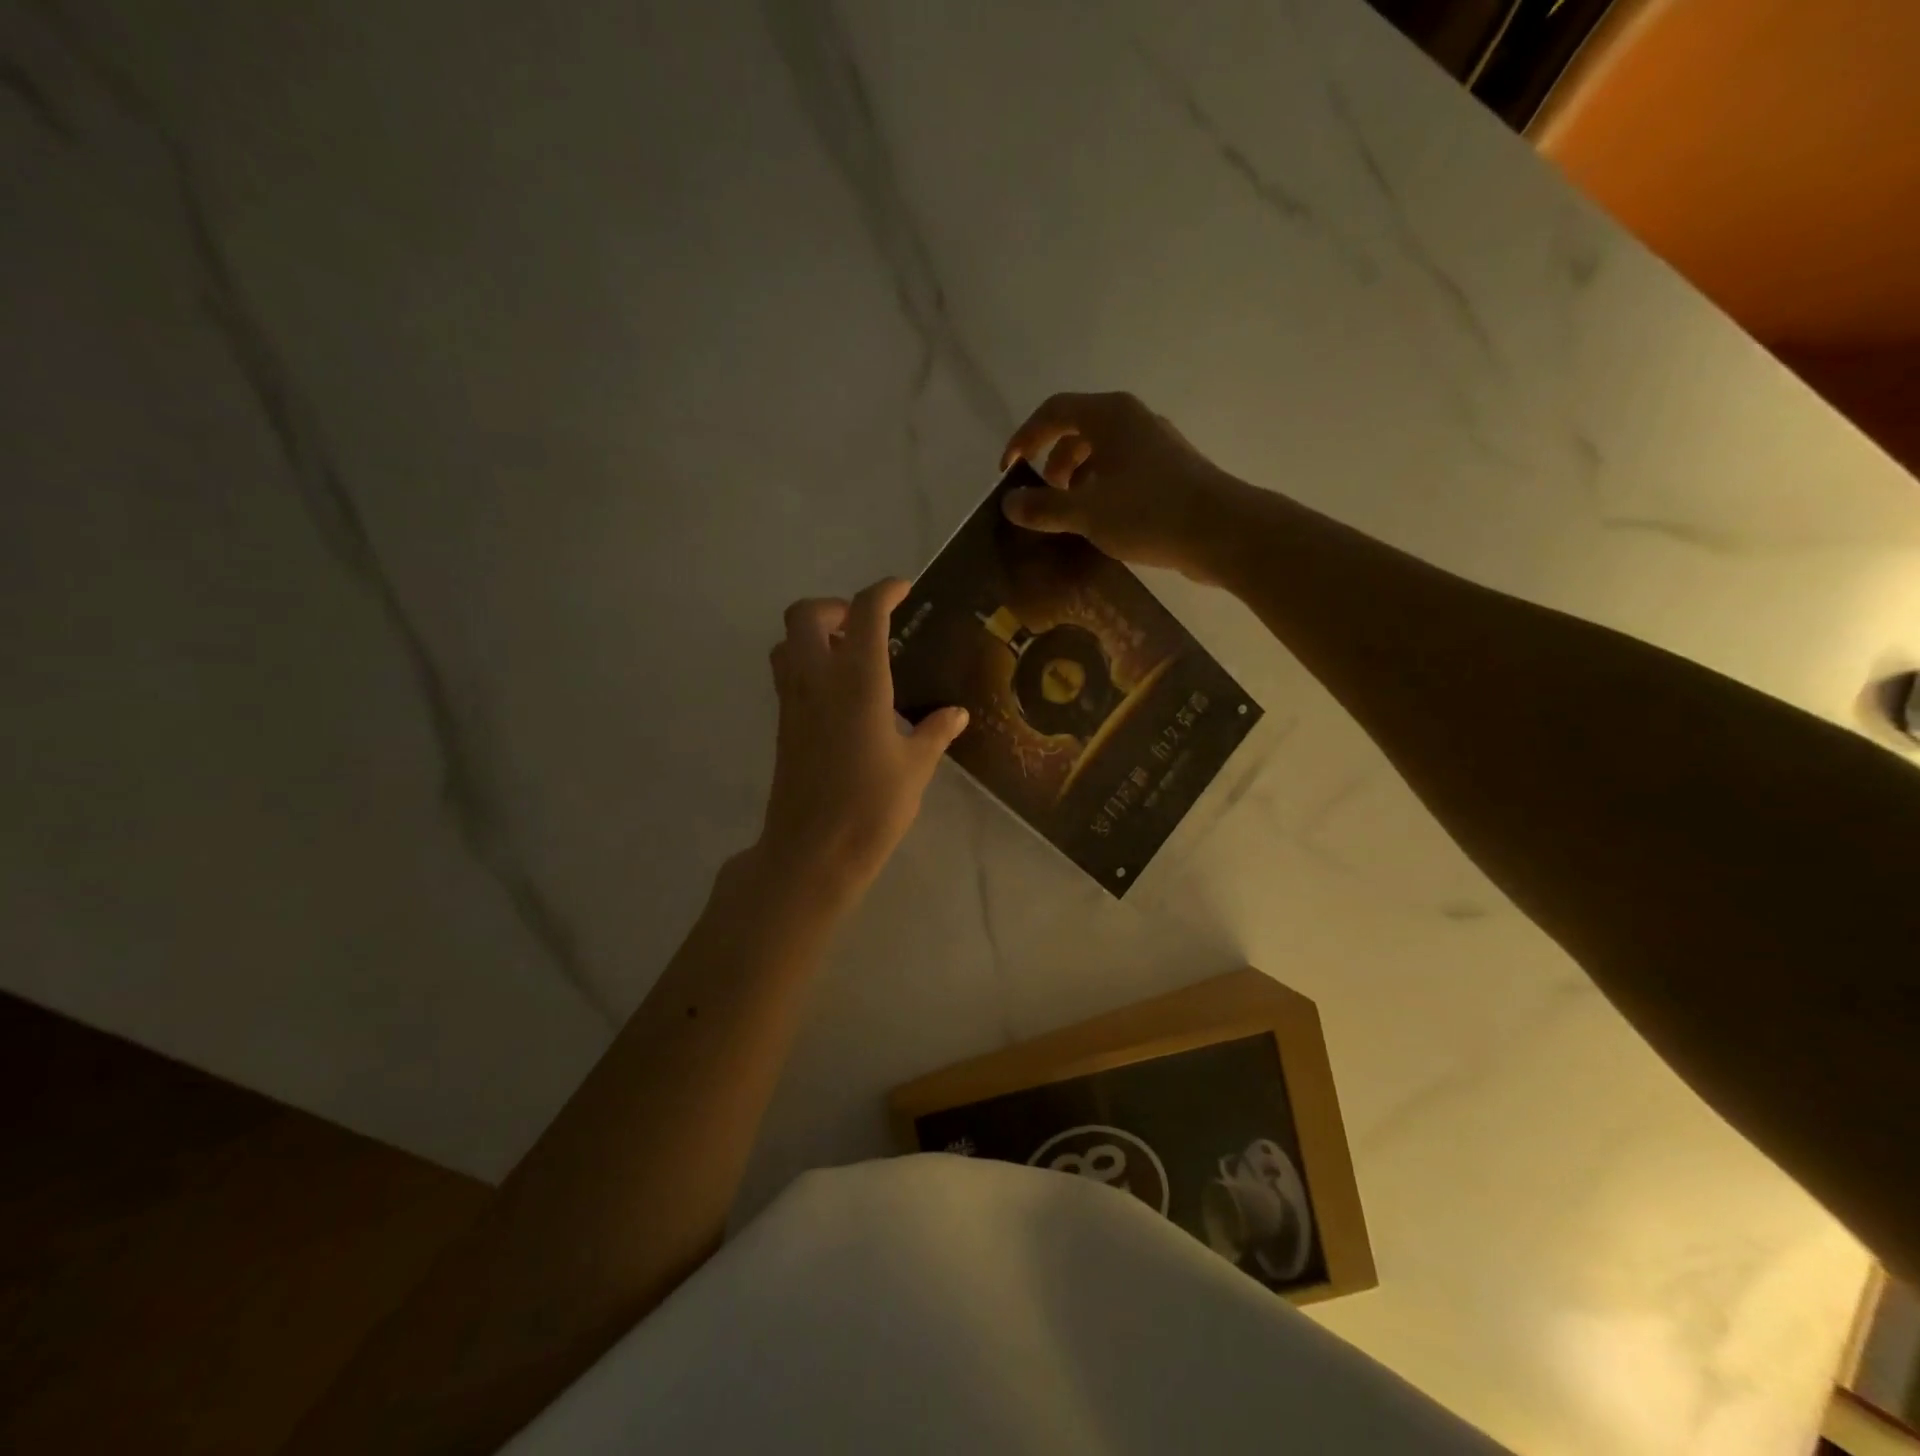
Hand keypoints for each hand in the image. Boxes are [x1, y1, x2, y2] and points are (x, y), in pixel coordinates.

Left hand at [754, 578, 969, 904]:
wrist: (812, 852)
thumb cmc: (872, 807)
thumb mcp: (915, 768)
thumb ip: (935, 732)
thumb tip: (956, 714)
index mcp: (858, 682)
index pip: (865, 613)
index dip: (884, 591)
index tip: (903, 589)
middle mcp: (817, 680)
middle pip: (805, 613)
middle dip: (835, 606)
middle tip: (866, 626)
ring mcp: (793, 702)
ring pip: (787, 642)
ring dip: (814, 633)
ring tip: (850, 656)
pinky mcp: (783, 725)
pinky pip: (787, 673)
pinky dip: (808, 663)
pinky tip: (841, 695)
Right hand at [999, 391, 1252, 584]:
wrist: (1222, 532)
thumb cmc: (1149, 512)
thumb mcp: (1086, 512)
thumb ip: (1044, 507)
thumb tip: (1010, 504)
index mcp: (1111, 416)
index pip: (1053, 412)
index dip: (1024, 438)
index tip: (1008, 472)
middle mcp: (1133, 421)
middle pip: (1078, 431)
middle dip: (1052, 464)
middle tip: (1043, 499)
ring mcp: (1155, 445)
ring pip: (1102, 454)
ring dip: (1077, 480)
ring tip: (1070, 516)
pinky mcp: (1170, 472)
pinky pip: (1123, 472)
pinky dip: (1102, 490)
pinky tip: (1101, 523)